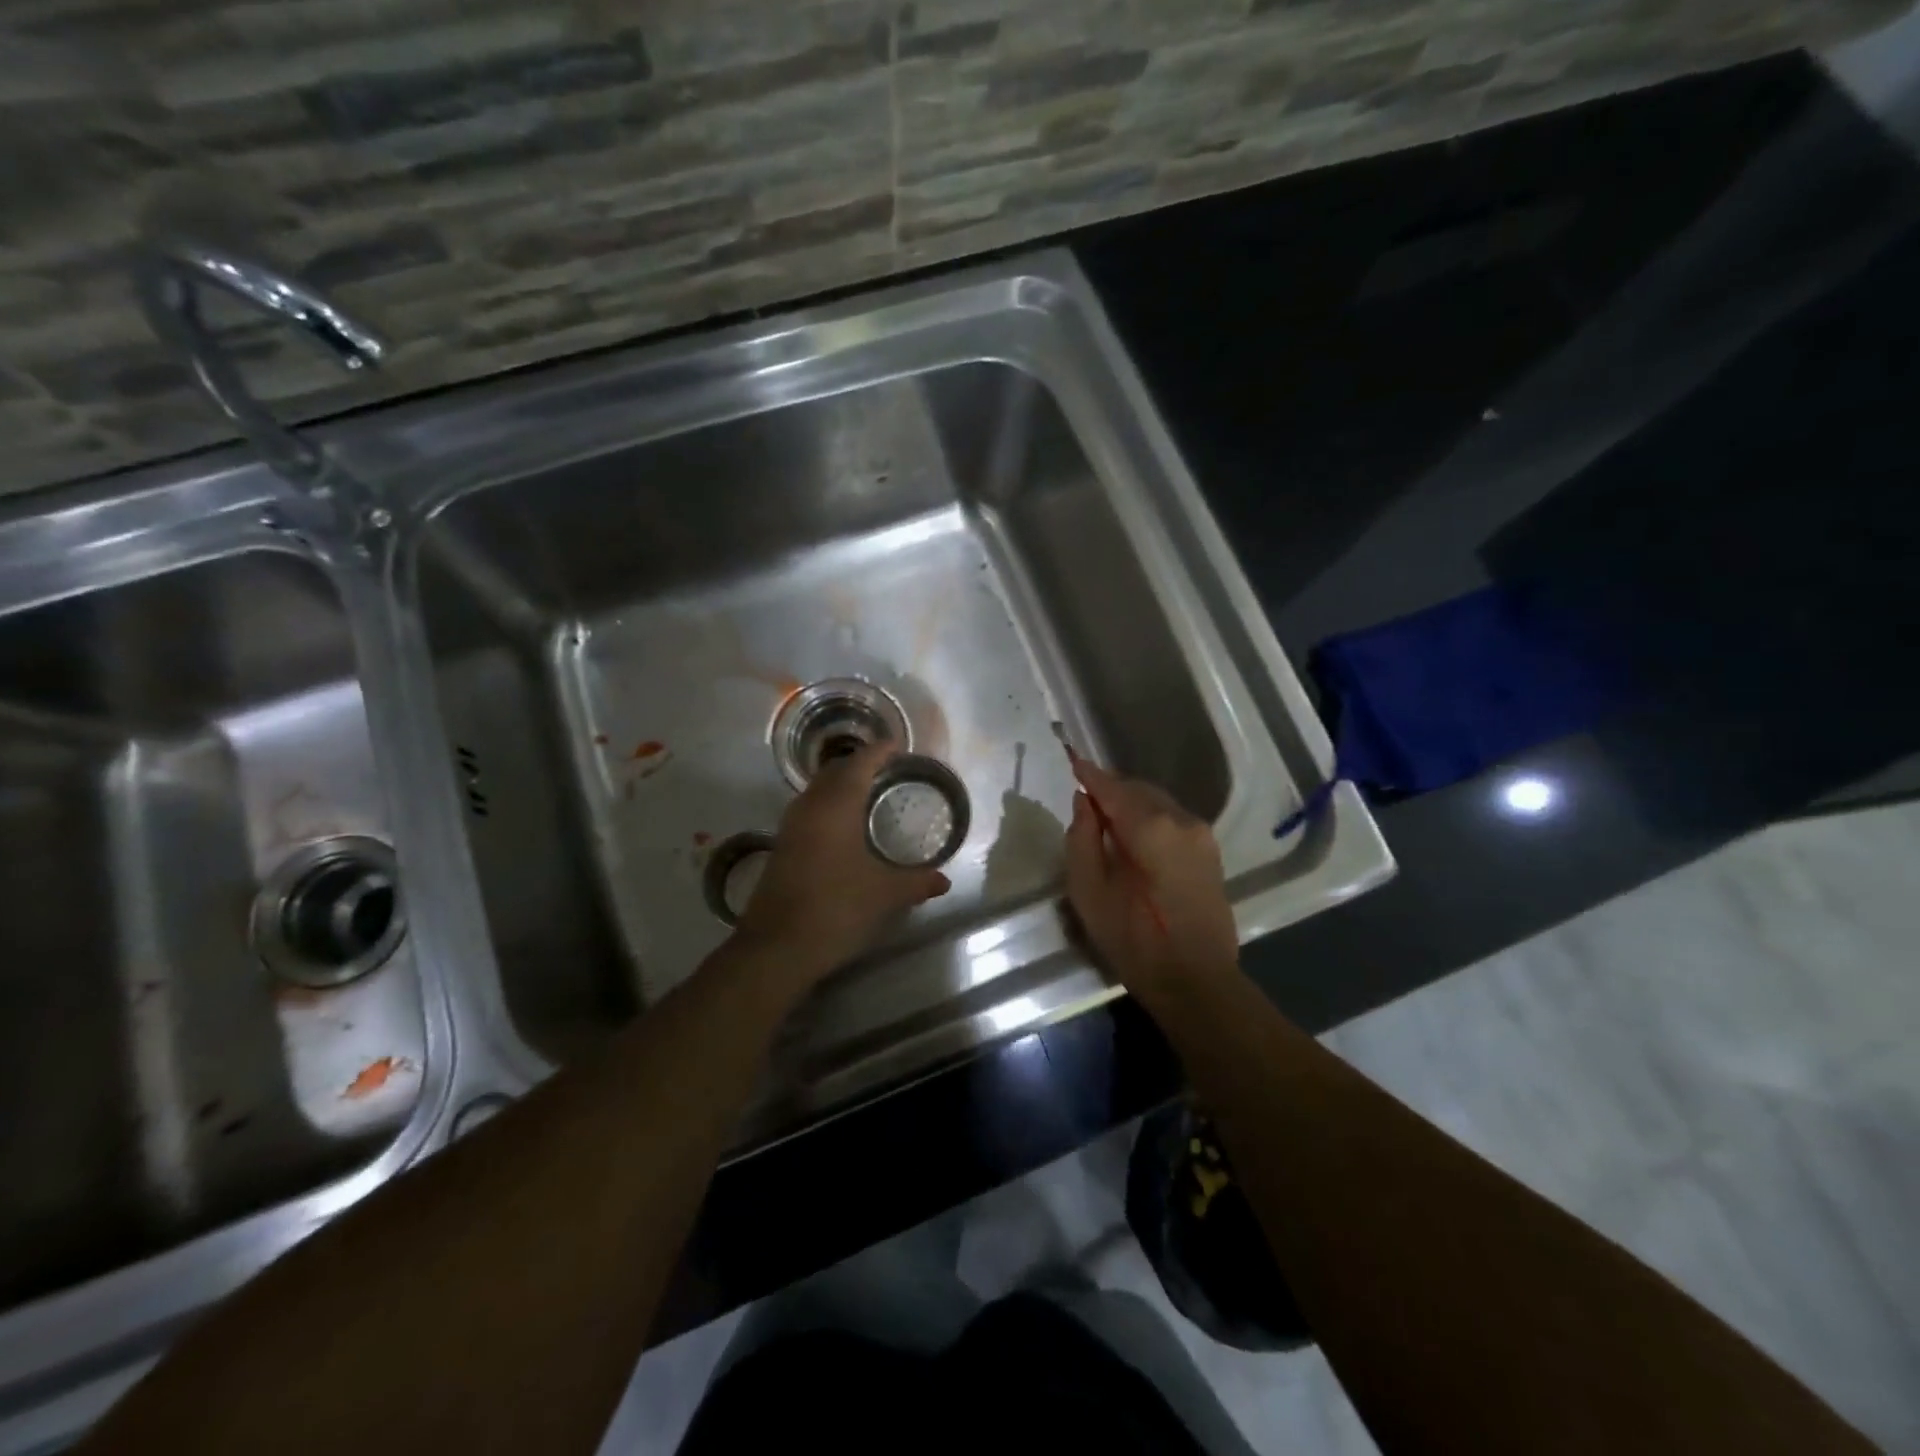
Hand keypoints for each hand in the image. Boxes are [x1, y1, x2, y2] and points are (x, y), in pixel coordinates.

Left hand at [733, 742, 950, 985]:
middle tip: (887, 769)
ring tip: (868, 793)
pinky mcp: (782, 847)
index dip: (879, 752)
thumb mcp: (884, 894)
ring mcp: (791, 827)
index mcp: (836, 806)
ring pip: (818, 791)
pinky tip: (844, 827)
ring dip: (841, 785)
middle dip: (860, 765)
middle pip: (835, 772)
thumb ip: (916, 882)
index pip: (859, 764)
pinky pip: (809, 811)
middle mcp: (810, 808)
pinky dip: (829, 806)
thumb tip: (944, 880)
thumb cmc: (836, 908)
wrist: (775, 947)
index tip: (898, 746)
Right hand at [1063, 759, 1238, 998]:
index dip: (1090, 775)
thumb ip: (1082, 838)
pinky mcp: (1211, 852)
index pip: (1113, 788)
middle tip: (1085, 799)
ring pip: (1158, 803)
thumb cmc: (1133, 939)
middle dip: (1111, 789)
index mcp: (1150, 827)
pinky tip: (1135, 838)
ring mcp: (1202, 835)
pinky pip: (1173, 820)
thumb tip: (1084, 803)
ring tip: (1106, 819)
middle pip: (1138, 790)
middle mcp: (1182, 820)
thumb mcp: (1089, 891)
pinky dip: (1150, 818)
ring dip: (1131, 804)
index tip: (1072, 761)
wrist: (1196, 981)